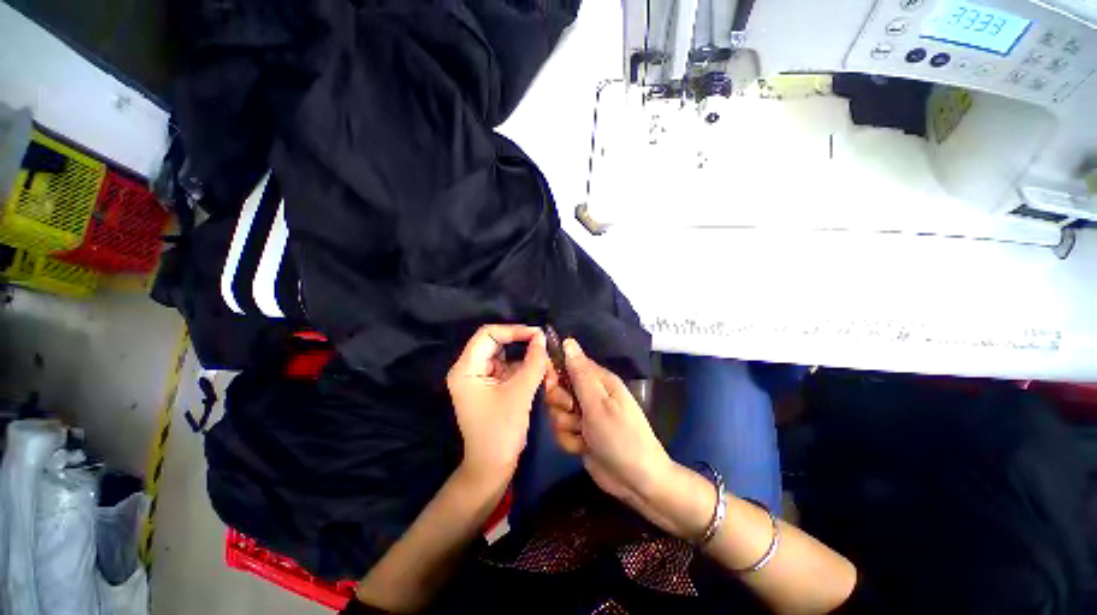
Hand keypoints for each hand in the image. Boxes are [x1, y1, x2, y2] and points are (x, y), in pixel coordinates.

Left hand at [447, 325, 548, 484]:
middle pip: (498, 345)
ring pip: (507, 358)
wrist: (492, 469)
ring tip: (549, 370)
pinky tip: (543, 378)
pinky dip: (526, 373)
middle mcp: (470, 370)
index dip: (514, 330)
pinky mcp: (491, 388)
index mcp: (466, 369)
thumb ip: (533, 362)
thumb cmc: (501, 432)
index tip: (538, 335)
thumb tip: (542, 337)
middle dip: (524, 348)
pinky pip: (509, 371)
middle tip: (546, 351)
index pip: (488, 334)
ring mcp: (480, 379)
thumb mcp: (520, 394)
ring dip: (528, 362)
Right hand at [545, 339, 672, 515]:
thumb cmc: (620, 436)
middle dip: (559, 403)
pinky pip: (561, 431)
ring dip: (565, 426)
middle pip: (558, 389)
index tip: (552, 385)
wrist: (637, 481)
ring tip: (583, 434)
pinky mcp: (580, 434)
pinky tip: (582, 447)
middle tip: (573, 412)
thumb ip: (579, 373)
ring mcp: (584, 415)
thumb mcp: (597, 403)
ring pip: (557, 412)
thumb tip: (568, 341)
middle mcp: (590, 394)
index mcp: (598, 380)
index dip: (556, 373)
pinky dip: (569, 441)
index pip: (568, 364)